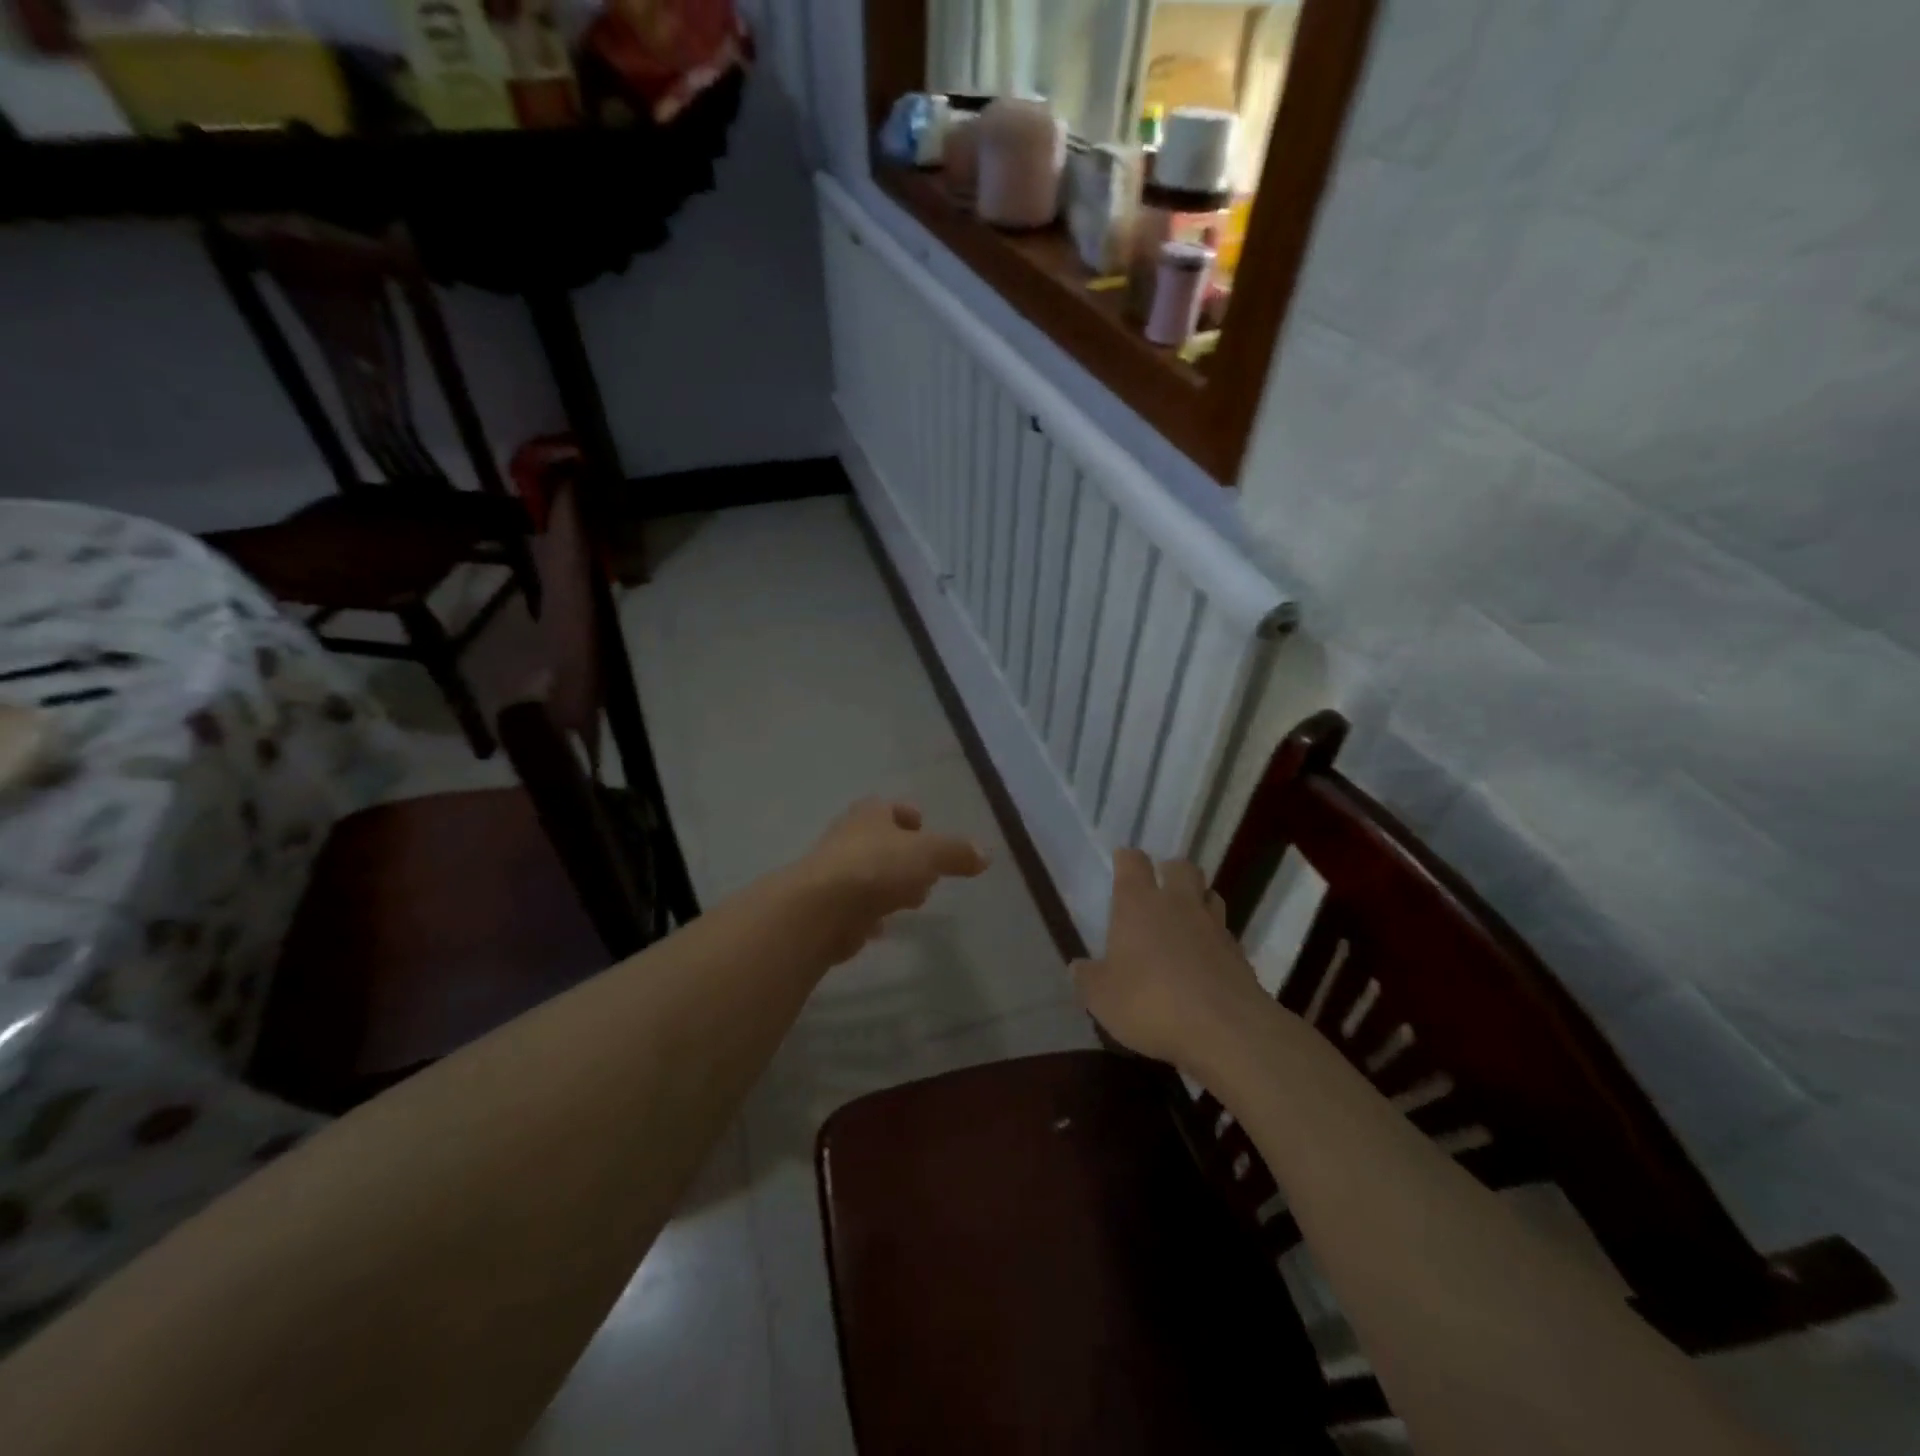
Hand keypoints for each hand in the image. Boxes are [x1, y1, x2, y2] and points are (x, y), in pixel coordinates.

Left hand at [796, 798, 989, 960]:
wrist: (822, 909)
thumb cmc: (877, 866)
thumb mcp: (929, 853)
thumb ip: (956, 853)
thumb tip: (985, 854)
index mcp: (870, 814)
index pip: (890, 808)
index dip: (908, 816)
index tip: (924, 827)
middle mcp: (848, 837)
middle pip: (880, 842)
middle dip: (904, 856)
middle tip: (927, 872)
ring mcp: (834, 873)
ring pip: (869, 875)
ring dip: (889, 886)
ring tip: (912, 902)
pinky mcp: (828, 908)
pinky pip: (856, 907)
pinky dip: (870, 914)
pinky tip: (883, 927)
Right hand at [1072, 850, 1269, 1069]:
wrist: (1226, 1030)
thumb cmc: (1151, 1002)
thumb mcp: (1102, 998)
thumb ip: (1088, 979)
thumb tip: (1078, 967)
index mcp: (1139, 904)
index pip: (1133, 862)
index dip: (1127, 860)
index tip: (1121, 864)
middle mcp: (1178, 904)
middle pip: (1181, 867)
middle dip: (1170, 872)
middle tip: (1159, 891)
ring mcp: (1213, 926)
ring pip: (1209, 895)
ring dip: (1198, 901)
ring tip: (1185, 922)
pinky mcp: (1239, 954)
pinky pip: (1224, 934)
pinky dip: (1214, 940)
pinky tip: (1203, 963)